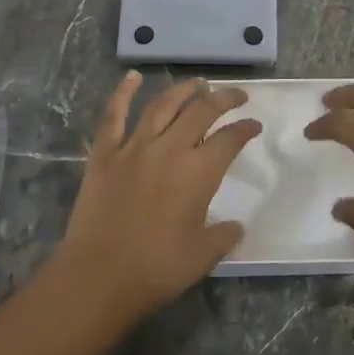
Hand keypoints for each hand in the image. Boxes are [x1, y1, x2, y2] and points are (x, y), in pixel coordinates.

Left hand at [56, 72, 262, 314]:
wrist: (99, 276)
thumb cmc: (157, 269)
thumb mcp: (203, 256)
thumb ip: (224, 236)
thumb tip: (235, 226)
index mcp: (199, 173)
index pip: (230, 139)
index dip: (245, 129)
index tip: (254, 126)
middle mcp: (169, 149)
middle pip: (201, 111)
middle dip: (223, 99)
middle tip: (236, 96)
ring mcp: (134, 148)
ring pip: (162, 105)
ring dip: (183, 90)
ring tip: (197, 83)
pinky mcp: (104, 154)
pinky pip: (114, 115)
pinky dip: (123, 93)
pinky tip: (132, 77)